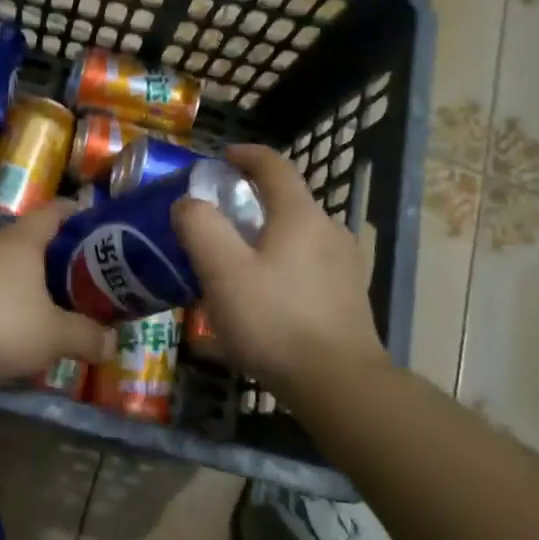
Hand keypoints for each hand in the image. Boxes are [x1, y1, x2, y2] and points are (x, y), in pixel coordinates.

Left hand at [0, 199, 115, 383]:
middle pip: (32, 240)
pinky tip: (8, 331)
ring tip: (51, 310)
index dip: (81, 214)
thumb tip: (113, 342)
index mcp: (24, 240)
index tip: (102, 228)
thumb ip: (85, 336)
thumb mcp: (51, 335)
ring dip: (28, 284)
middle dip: (59, 258)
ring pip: (6, 267)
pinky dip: (1, 303)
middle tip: (85, 280)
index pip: (58, 210)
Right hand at [171, 144, 386, 392]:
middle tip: (217, 220)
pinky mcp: (349, 297)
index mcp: (300, 215)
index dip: (245, 155)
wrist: (339, 384)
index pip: (274, 166)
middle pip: (287, 201)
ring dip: (267, 237)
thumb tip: (189, 203)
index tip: (221, 158)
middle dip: (251, 201)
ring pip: (298, 237)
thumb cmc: (274, 321)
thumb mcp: (222, 272)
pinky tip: (264, 299)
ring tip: (236, 263)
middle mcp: (329, 231)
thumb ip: (200, 227)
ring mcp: (345, 265)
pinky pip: (308, 267)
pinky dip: (283, 266)